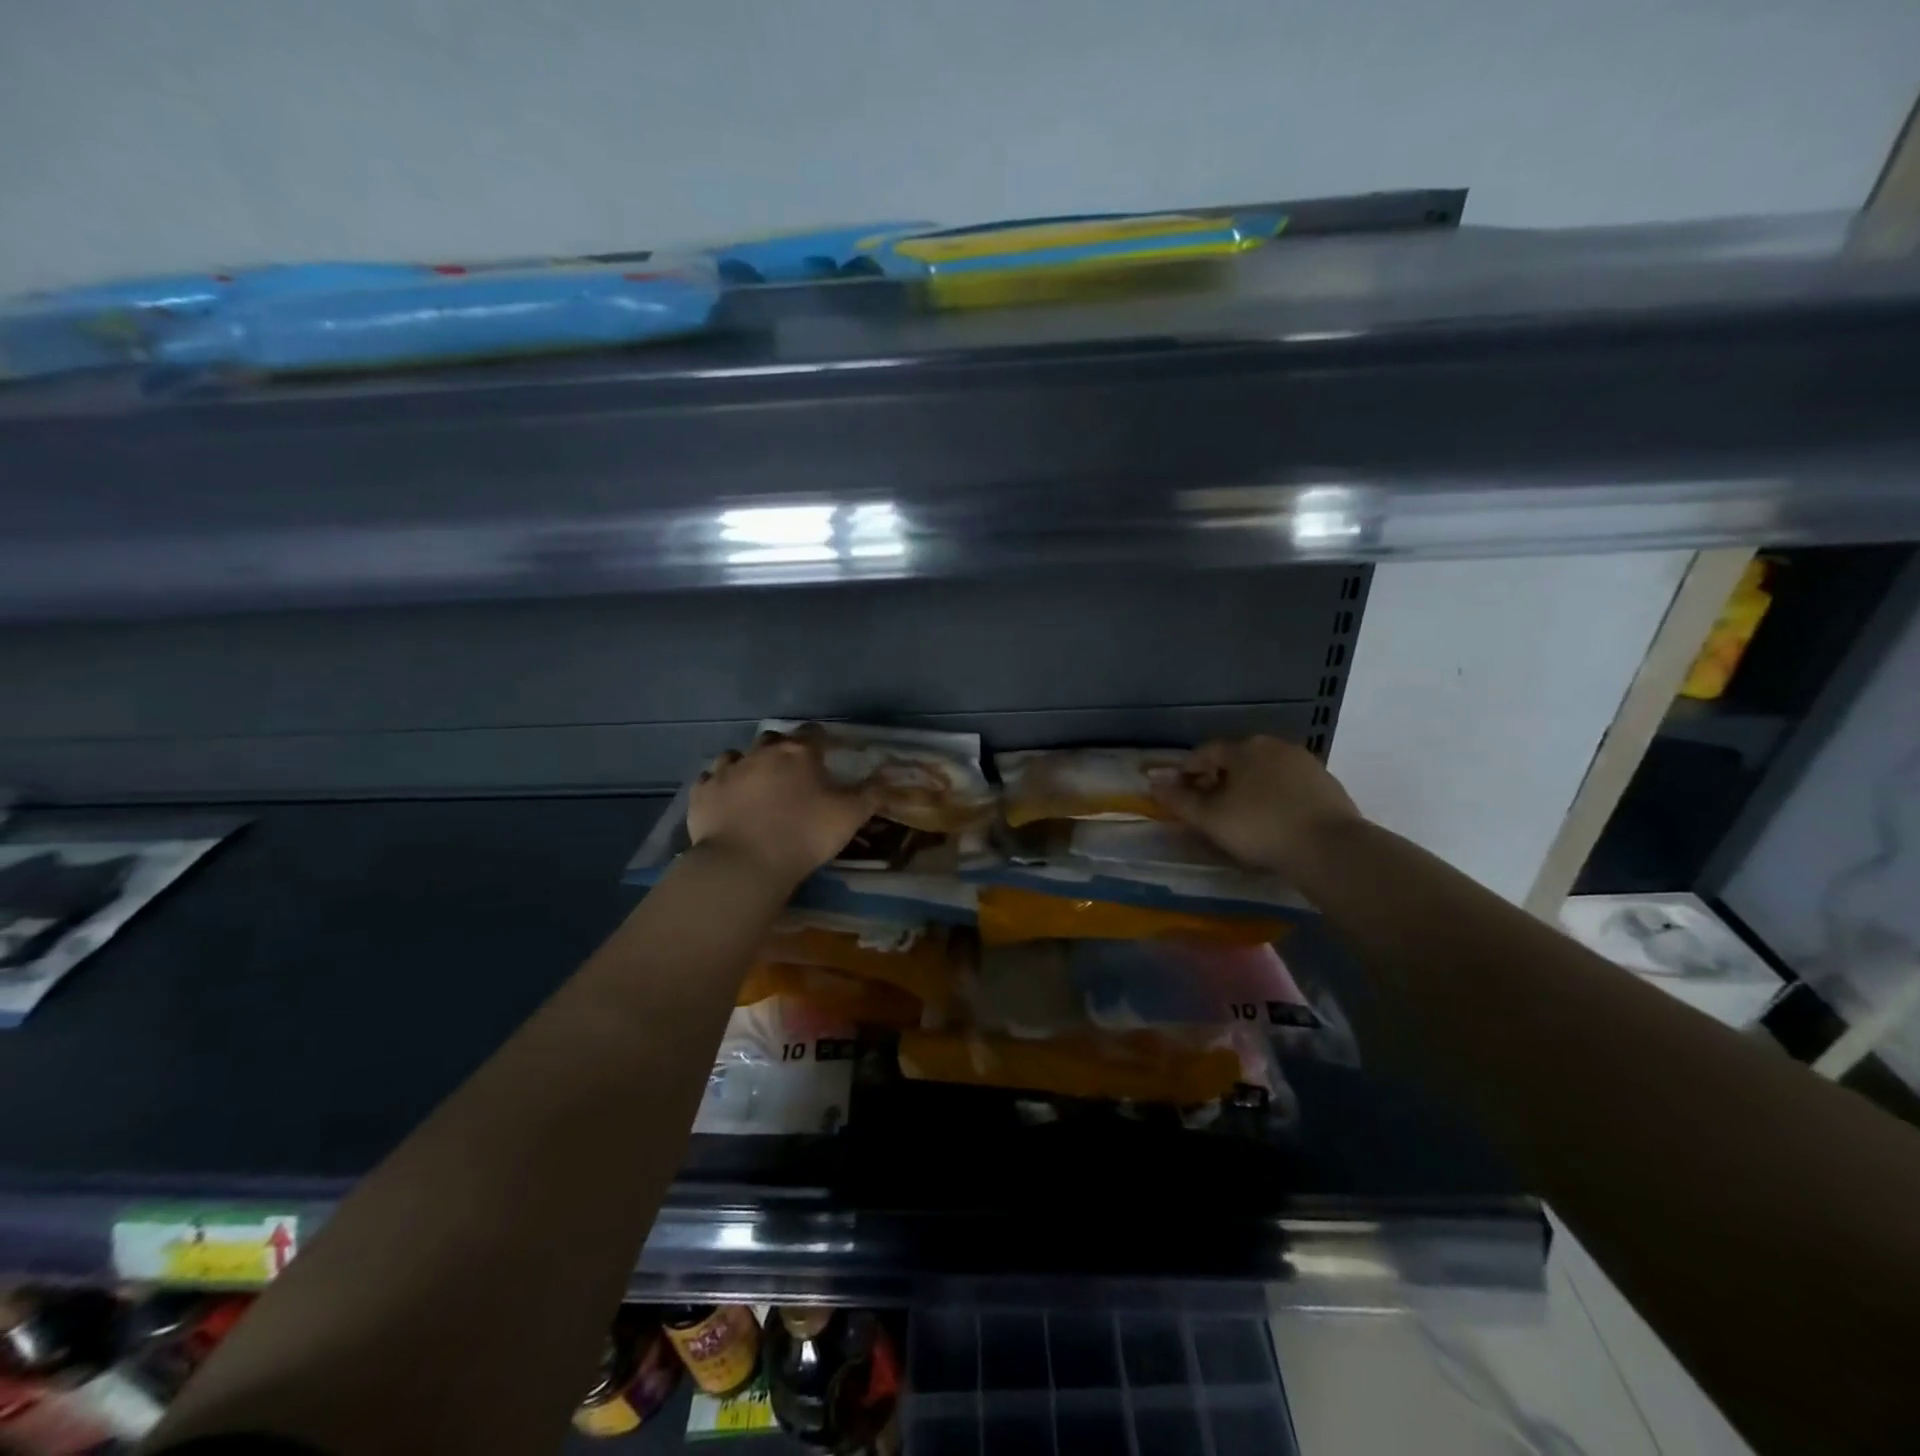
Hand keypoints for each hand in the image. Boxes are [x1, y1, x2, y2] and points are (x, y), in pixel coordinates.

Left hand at [688, 732, 877, 884]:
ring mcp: (726, 770)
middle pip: (773, 739)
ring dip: (747, 765)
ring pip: (736, 755)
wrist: (744, 864)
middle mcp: (761, 752)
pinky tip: (725, 799)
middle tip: (791, 772)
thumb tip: (886, 779)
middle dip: (782, 750)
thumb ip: (870, 795)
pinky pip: (709, 780)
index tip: (826, 753)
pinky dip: (719, 785)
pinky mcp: (701, 792)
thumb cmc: (804, 835)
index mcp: (799, 753)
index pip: (813, 733)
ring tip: (754, 785)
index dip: (821, 741)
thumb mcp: (849, 817)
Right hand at [1150, 736, 1362, 878]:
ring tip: (1240, 813)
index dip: (1188, 770)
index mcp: (1243, 748)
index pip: (1205, 752)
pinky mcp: (1326, 782)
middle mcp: (1274, 745)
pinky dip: (1274, 794)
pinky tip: (1273, 817)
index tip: (1180, 791)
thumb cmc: (1259, 827)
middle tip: (1208, 804)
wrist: (1329, 848)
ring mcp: (1304, 762)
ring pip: (1264, 769)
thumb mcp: (1210, 818)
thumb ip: (1179, 801)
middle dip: (1218, 777)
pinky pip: (1288, 783)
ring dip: (1248, 785)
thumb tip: (1153, 784)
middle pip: (1236, 758)